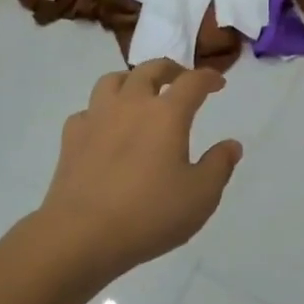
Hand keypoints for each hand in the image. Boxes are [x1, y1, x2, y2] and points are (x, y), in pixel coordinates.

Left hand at [38, 60, 242, 283]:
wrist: (81, 234)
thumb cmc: (149, 214)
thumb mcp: (200, 196)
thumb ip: (219, 166)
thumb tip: (231, 145)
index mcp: (167, 114)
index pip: (192, 82)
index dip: (208, 77)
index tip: (218, 83)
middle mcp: (131, 104)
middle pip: (150, 69)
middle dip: (170, 69)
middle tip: (180, 79)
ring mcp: (97, 117)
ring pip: (113, 80)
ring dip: (131, 80)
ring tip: (139, 92)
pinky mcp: (72, 137)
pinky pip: (87, 111)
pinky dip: (100, 112)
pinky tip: (104, 127)